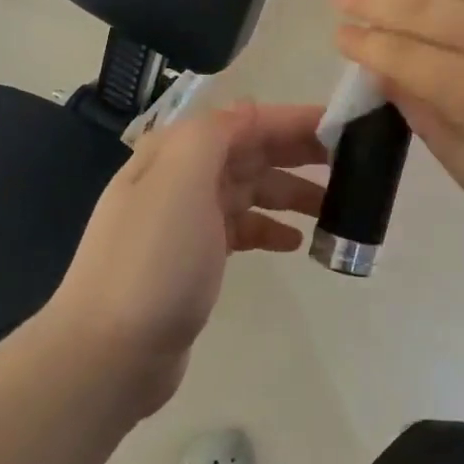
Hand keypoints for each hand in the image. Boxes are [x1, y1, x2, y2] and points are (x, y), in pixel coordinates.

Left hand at [46, 103, 326, 413]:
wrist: (108, 352)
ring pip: (251, 190)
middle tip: (354, 161)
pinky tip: (296, 243)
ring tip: (336, 206)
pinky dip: (269, 228)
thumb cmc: (153, 260)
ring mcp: (187, 219)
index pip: (247, 121)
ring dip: (292, 192)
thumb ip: (215, 134)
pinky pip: (242, 228)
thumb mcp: (180, 181)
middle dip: (300, 152)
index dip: (295, 120)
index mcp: (177, 151)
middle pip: (251, 152)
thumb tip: (250, 110)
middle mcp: (181, 176)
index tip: (345, 126)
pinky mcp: (195, 258)